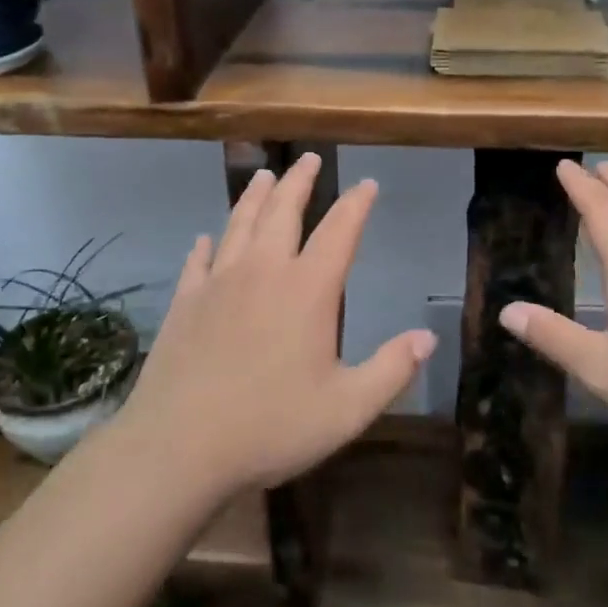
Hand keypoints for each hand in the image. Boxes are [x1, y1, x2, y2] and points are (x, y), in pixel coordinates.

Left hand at [118, 152, 435, 496]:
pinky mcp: (185, 302)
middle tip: (308, 158)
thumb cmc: (271, 426)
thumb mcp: (347, 409)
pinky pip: (198, 261)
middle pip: (283, 211)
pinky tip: (205, 238)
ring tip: (264, 176)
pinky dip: (206, 245)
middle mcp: (263, 271)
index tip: (368, 184)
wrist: (179, 448)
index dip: (357, 204)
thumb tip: (428, 338)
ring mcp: (218, 283)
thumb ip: (391, 370)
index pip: (340, 231)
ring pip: (240, 224)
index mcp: (307, 289)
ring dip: (255, 196)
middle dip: (300, 181)